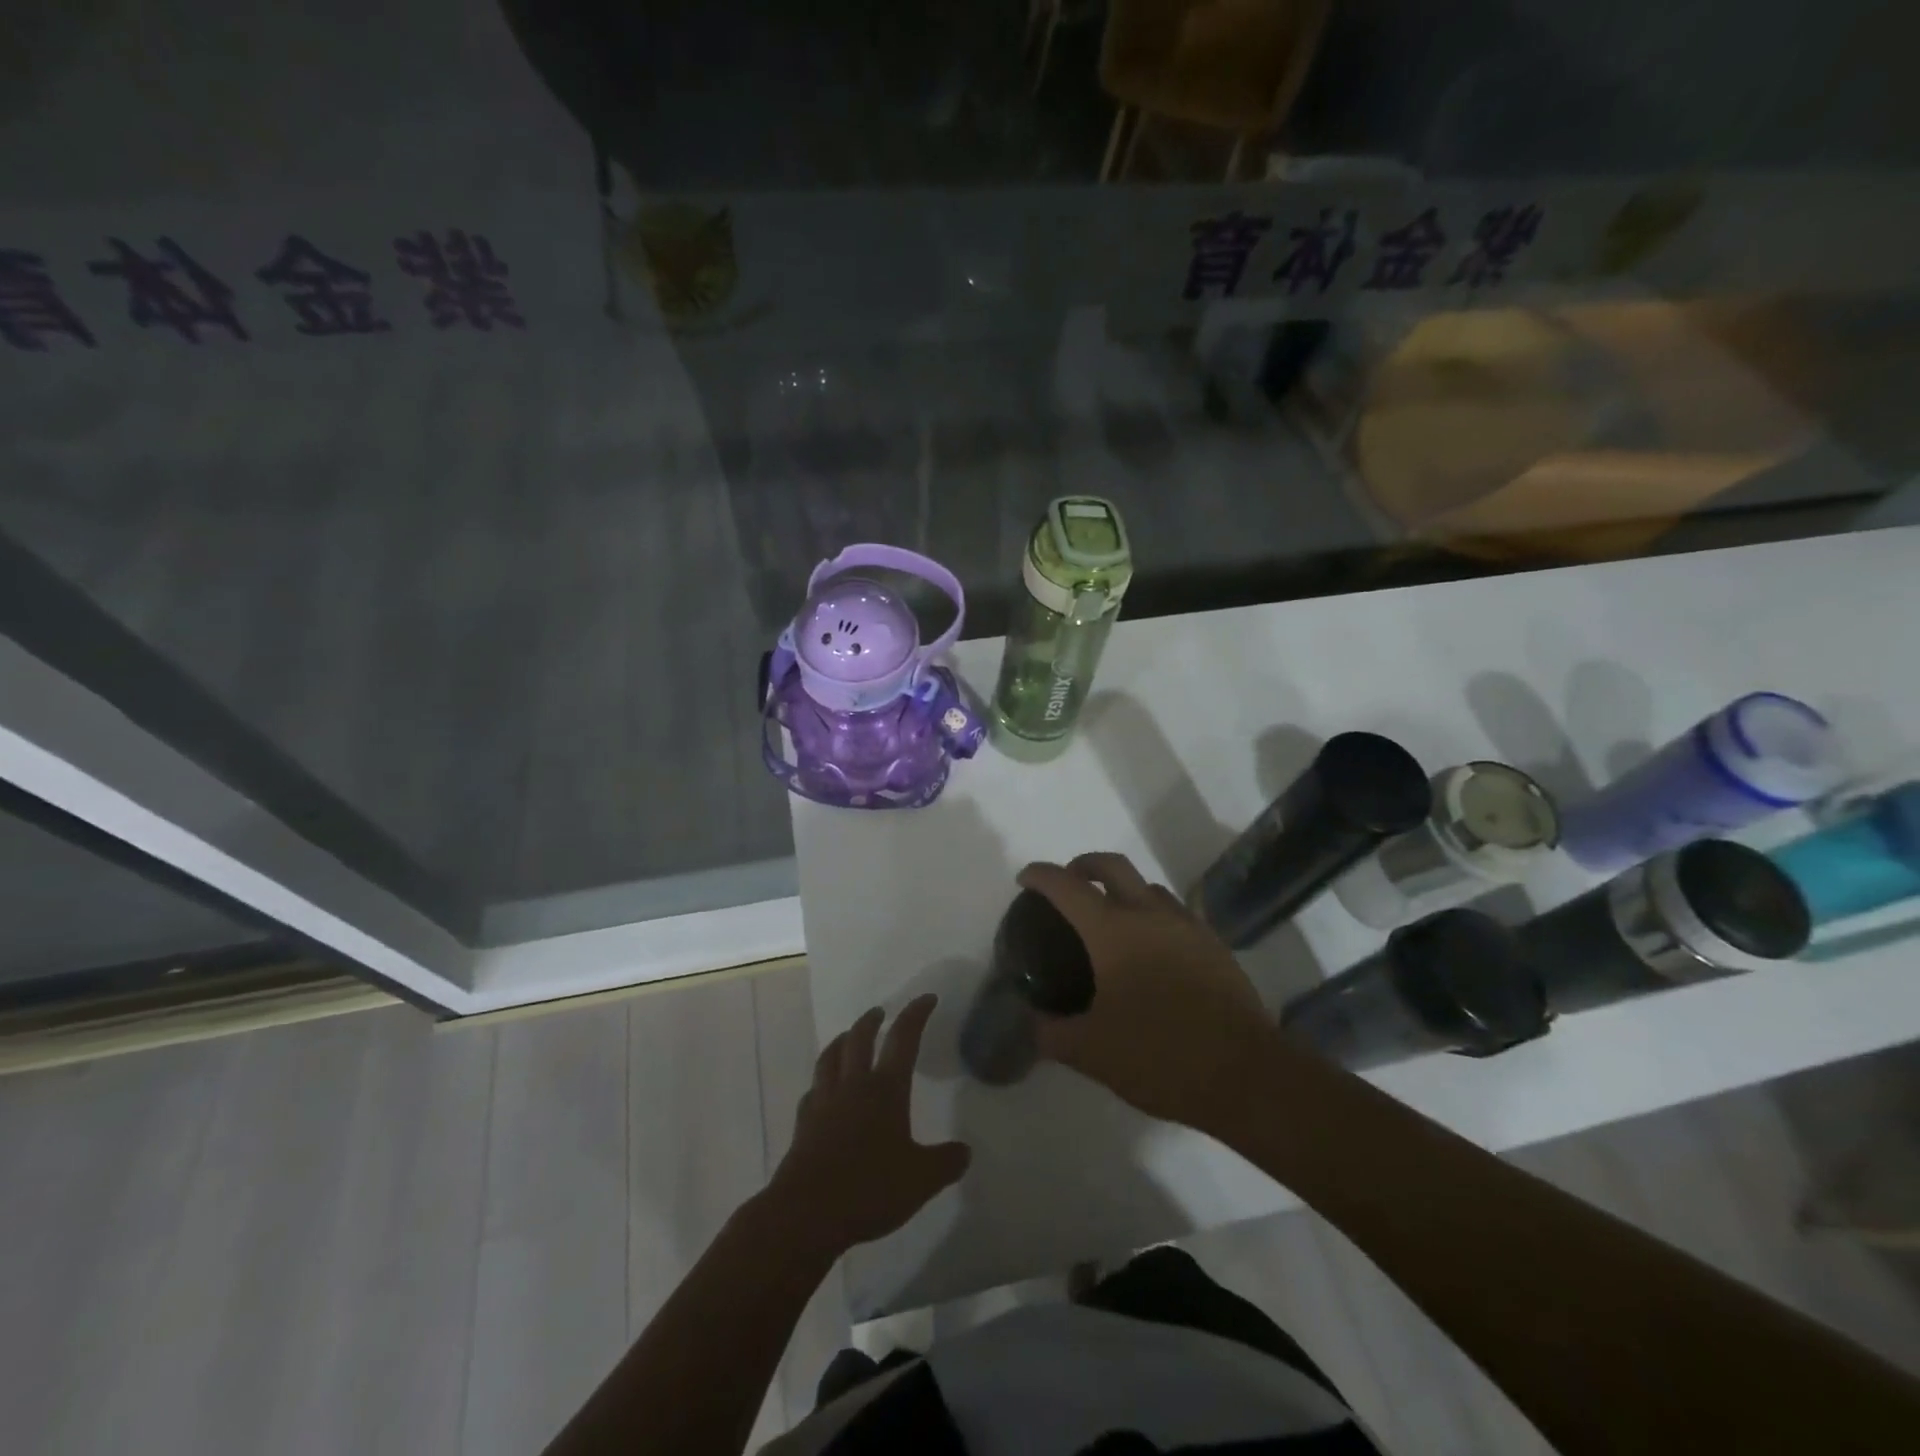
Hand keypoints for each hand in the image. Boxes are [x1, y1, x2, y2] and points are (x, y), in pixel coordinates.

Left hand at [768, 995, 971, 1258]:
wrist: (807, 1213)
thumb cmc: (869, 1188)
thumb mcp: (921, 1180)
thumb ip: (945, 1162)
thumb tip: (965, 1151)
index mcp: (885, 1089)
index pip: (903, 1039)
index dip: (916, 1015)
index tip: (926, 998)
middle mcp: (853, 1085)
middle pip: (859, 1039)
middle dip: (871, 1021)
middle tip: (879, 1013)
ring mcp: (823, 1102)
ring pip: (830, 1057)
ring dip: (841, 1041)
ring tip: (847, 1037)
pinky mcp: (803, 1124)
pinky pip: (813, 1090)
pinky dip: (821, 1081)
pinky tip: (823, 1090)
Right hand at [1019, 853, 1276, 1134]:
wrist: (1246, 1074)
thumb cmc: (1160, 1055)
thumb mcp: (1091, 1052)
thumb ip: (1051, 1033)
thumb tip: (1032, 1022)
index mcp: (1113, 931)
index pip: (1067, 886)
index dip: (1040, 876)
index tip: (1024, 879)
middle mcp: (1150, 914)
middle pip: (1112, 865)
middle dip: (1083, 865)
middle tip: (1068, 885)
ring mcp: (1188, 926)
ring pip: (1148, 887)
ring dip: (1123, 890)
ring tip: (1111, 921)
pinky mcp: (1215, 945)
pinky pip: (1176, 914)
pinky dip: (1153, 916)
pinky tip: (1152, 952)